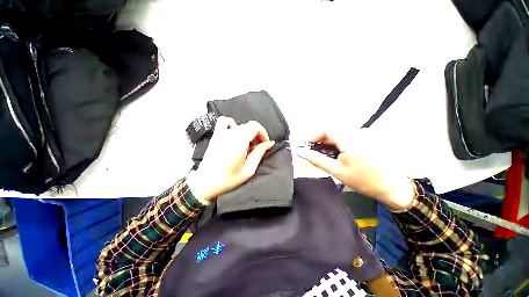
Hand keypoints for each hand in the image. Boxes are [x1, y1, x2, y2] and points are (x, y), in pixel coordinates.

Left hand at [187, 117, 274, 202]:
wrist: (206, 183)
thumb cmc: (229, 178)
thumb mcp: (249, 169)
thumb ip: (259, 153)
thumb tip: (269, 143)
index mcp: (239, 141)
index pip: (255, 126)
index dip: (263, 133)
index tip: (265, 144)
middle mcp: (230, 134)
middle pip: (249, 126)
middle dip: (257, 135)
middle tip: (257, 148)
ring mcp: (221, 133)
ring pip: (240, 125)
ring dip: (247, 132)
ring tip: (247, 145)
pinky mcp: (216, 135)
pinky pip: (225, 122)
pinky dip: (233, 124)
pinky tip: (235, 134)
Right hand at [296, 131, 415, 210]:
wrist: (392, 187)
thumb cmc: (363, 180)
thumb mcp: (336, 171)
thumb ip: (317, 160)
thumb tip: (302, 152)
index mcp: (350, 140)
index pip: (326, 130)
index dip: (314, 136)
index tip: (307, 146)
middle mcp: (358, 133)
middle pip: (332, 132)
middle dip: (321, 142)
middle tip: (316, 154)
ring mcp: (365, 135)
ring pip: (339, 135)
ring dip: (330, 144)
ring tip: (328, 157)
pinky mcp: (368, 138)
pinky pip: (347, 137)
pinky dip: (339, 145)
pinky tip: (340, 155)